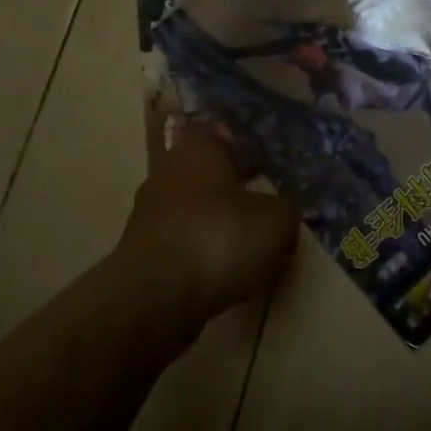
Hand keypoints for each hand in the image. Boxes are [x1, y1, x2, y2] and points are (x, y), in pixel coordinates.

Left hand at [116, 118, 299, 328]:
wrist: (155, 299)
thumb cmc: (219, 238)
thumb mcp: (277, 220)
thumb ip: (287, 207)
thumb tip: (285, 208)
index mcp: (197, 149)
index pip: (217, 131)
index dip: (242, 145)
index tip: (264, 162)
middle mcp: (167, 172)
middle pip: (204, 171)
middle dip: (231, 185)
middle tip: (263, 201)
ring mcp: (149, 213)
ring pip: (192, 207)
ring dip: (216, 220)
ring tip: (248, 241)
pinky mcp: (142, 252)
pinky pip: (182, 241)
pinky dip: (201, 250)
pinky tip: (223, 268)